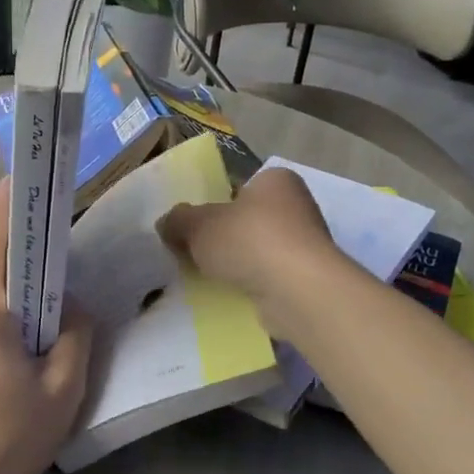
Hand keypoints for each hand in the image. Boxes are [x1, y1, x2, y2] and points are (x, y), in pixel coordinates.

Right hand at [156, 166, 341, 333]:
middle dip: (224, 236)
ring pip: (258, 249)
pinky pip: (269, 276)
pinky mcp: (307, 277)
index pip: (238, 187)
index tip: (194, 226)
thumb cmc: (249, 241)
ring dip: (237, 262)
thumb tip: (167, 223)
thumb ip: (178, 220)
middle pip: (247, 219)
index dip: (213, 204)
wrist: (297, 290)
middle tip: (195, 253)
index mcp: (275, 180)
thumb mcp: (198, 225)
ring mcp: (306, 243)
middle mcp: (297, 205)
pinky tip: (232, 293)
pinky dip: (251, 283)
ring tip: (208, 277)